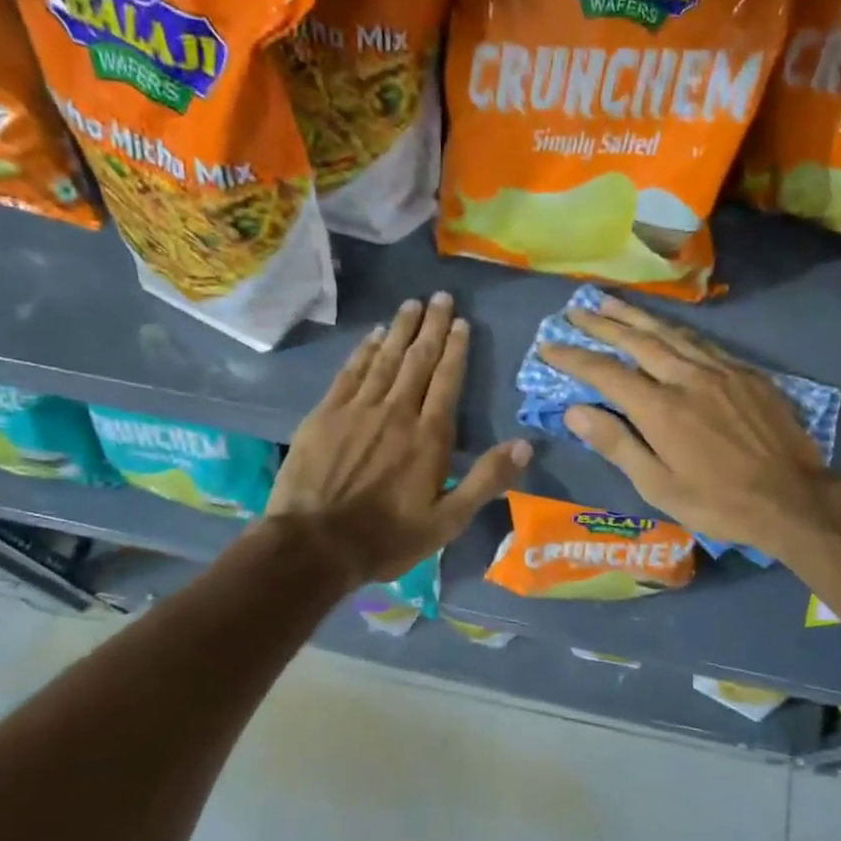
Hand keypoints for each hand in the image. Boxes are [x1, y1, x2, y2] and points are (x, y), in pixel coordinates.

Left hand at [266, 292, 531, 587]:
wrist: (315, 543)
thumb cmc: (387, 537)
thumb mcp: (448, 521)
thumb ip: (486, 480)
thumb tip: (525, 444)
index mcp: (429, 437)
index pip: (447, 381)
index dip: (456, 349)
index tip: (461, 322)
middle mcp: (397, 412)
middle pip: (418, 360)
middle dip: (432, 326)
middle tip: (441, 297)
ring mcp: (358, 410)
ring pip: (385, 359)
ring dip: (401, 329)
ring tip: (412, 304)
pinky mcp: (325, 414)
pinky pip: (350, 372)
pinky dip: (364, 351)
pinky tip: (373, 335)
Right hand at [538, 295, 840, 558]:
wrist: (794, 499)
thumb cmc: (719, 502)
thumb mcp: (659, 486)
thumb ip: (617, 444)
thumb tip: (574, 411)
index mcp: (661, 408)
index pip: (606, 373)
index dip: (573, 357)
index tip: (548, 345)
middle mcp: (688, 378)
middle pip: (638, 340)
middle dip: (602, 324)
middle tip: (575, 310)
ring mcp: (722, 371)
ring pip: (672, 333)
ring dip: (637, 316)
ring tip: (610, 303)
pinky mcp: (747, 374)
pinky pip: (703, 343)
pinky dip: (676, 331)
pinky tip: (668, 328)